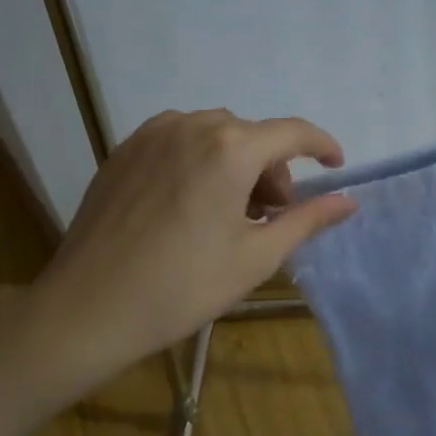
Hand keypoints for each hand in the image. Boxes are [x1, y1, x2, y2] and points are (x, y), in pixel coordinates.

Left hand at [0, 109, 356, 417]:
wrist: (88, 309)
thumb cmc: (183, 287)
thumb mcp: (256, 257)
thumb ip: (307, 220)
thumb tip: (348, 201)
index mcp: (231, 148)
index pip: (293, 132)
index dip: (321, 146)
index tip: (336, 167)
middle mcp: (192, 125)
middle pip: (252, 135)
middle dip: (272, 169)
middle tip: (269, 216)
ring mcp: (152, 134)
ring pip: (215, 135)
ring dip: (236, 163)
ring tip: (228, 212)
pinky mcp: (124, 150)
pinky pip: (178, 140)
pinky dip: (200, 161)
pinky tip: (190, 204)